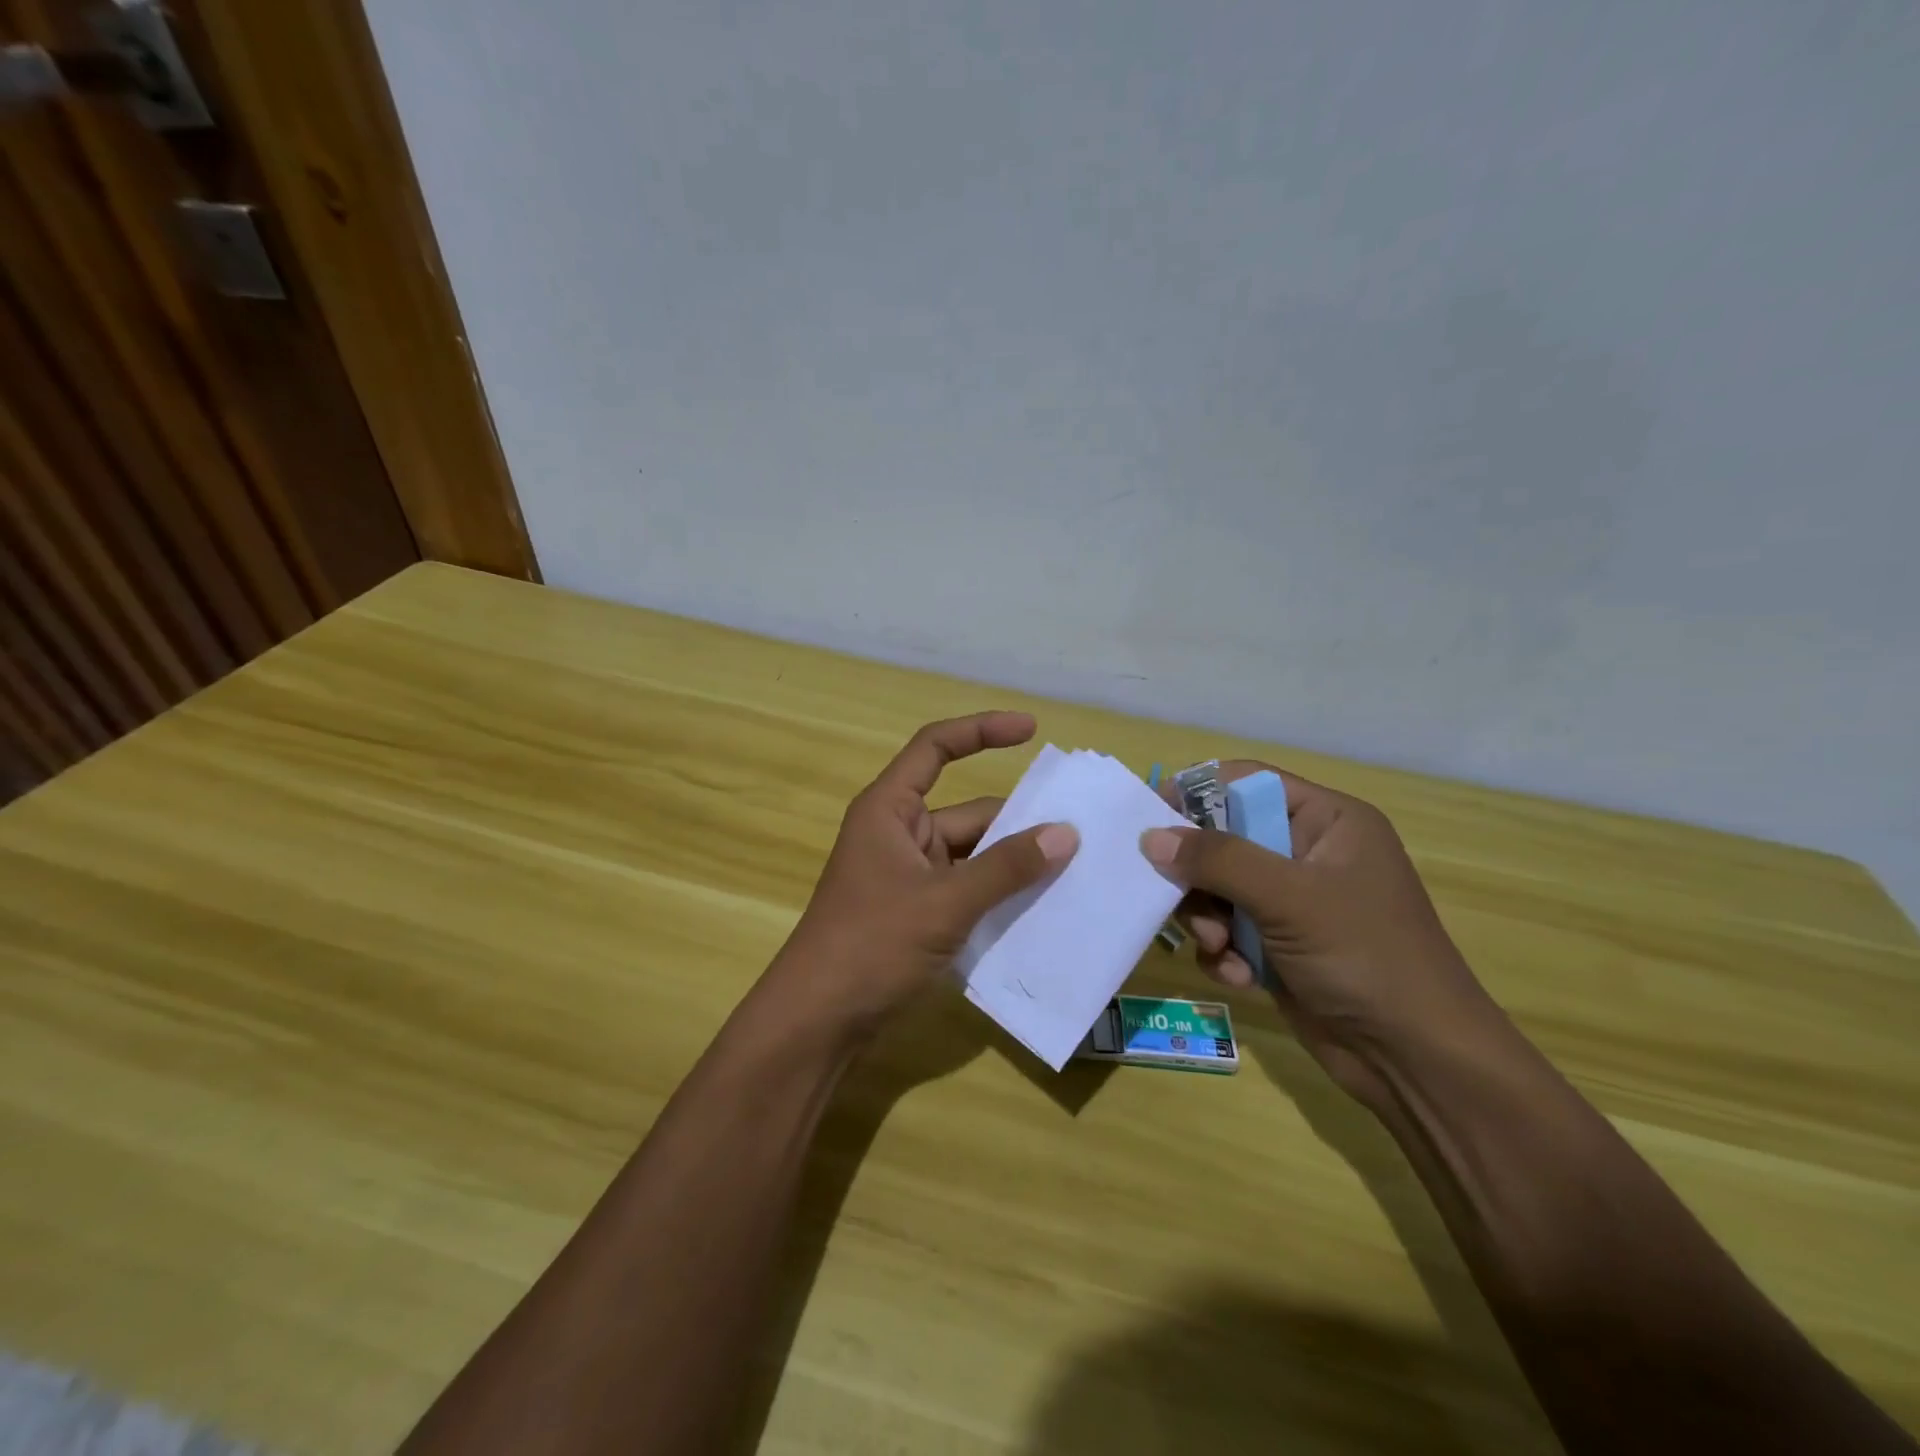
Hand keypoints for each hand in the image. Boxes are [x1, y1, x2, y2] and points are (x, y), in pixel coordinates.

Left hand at [763, 712, 1078, 1041]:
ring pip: (973, 855)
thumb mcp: (944, 902)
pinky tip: (1042, 910)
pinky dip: (999, 895)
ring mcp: (909, 875)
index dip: (981, 731)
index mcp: (890, 809)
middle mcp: (900, 833)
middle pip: (968, 811)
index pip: (936, 748)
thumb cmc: (871, 944)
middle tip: (1083, 833)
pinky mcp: (917, 912)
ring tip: (1077, 872)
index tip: (1031, 731)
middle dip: (1019, 822)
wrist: (819, 1021)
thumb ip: (1005, 868)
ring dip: (1014, 864)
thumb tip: (1066, 834)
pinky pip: (968, 889)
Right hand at [1140, 764, 1502, 1106]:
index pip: (1245, 783)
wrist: (1415, 1060)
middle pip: (1223, 839)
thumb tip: (1151, 836)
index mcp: (1327, 821)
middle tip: (1180, 900)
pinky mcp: (1278, 944)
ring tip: (1221, 949)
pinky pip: (1227, 930)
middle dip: (1200, 876)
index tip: (1149, 818)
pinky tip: (1241, 978)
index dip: (1196, 794)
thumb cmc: (1365, 957)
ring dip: (1208, 920)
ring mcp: (1292, 902)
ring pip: (1217, 889)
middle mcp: (1307, 853)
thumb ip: (1218, 860)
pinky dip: (1224, 953)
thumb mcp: (1291, 898)